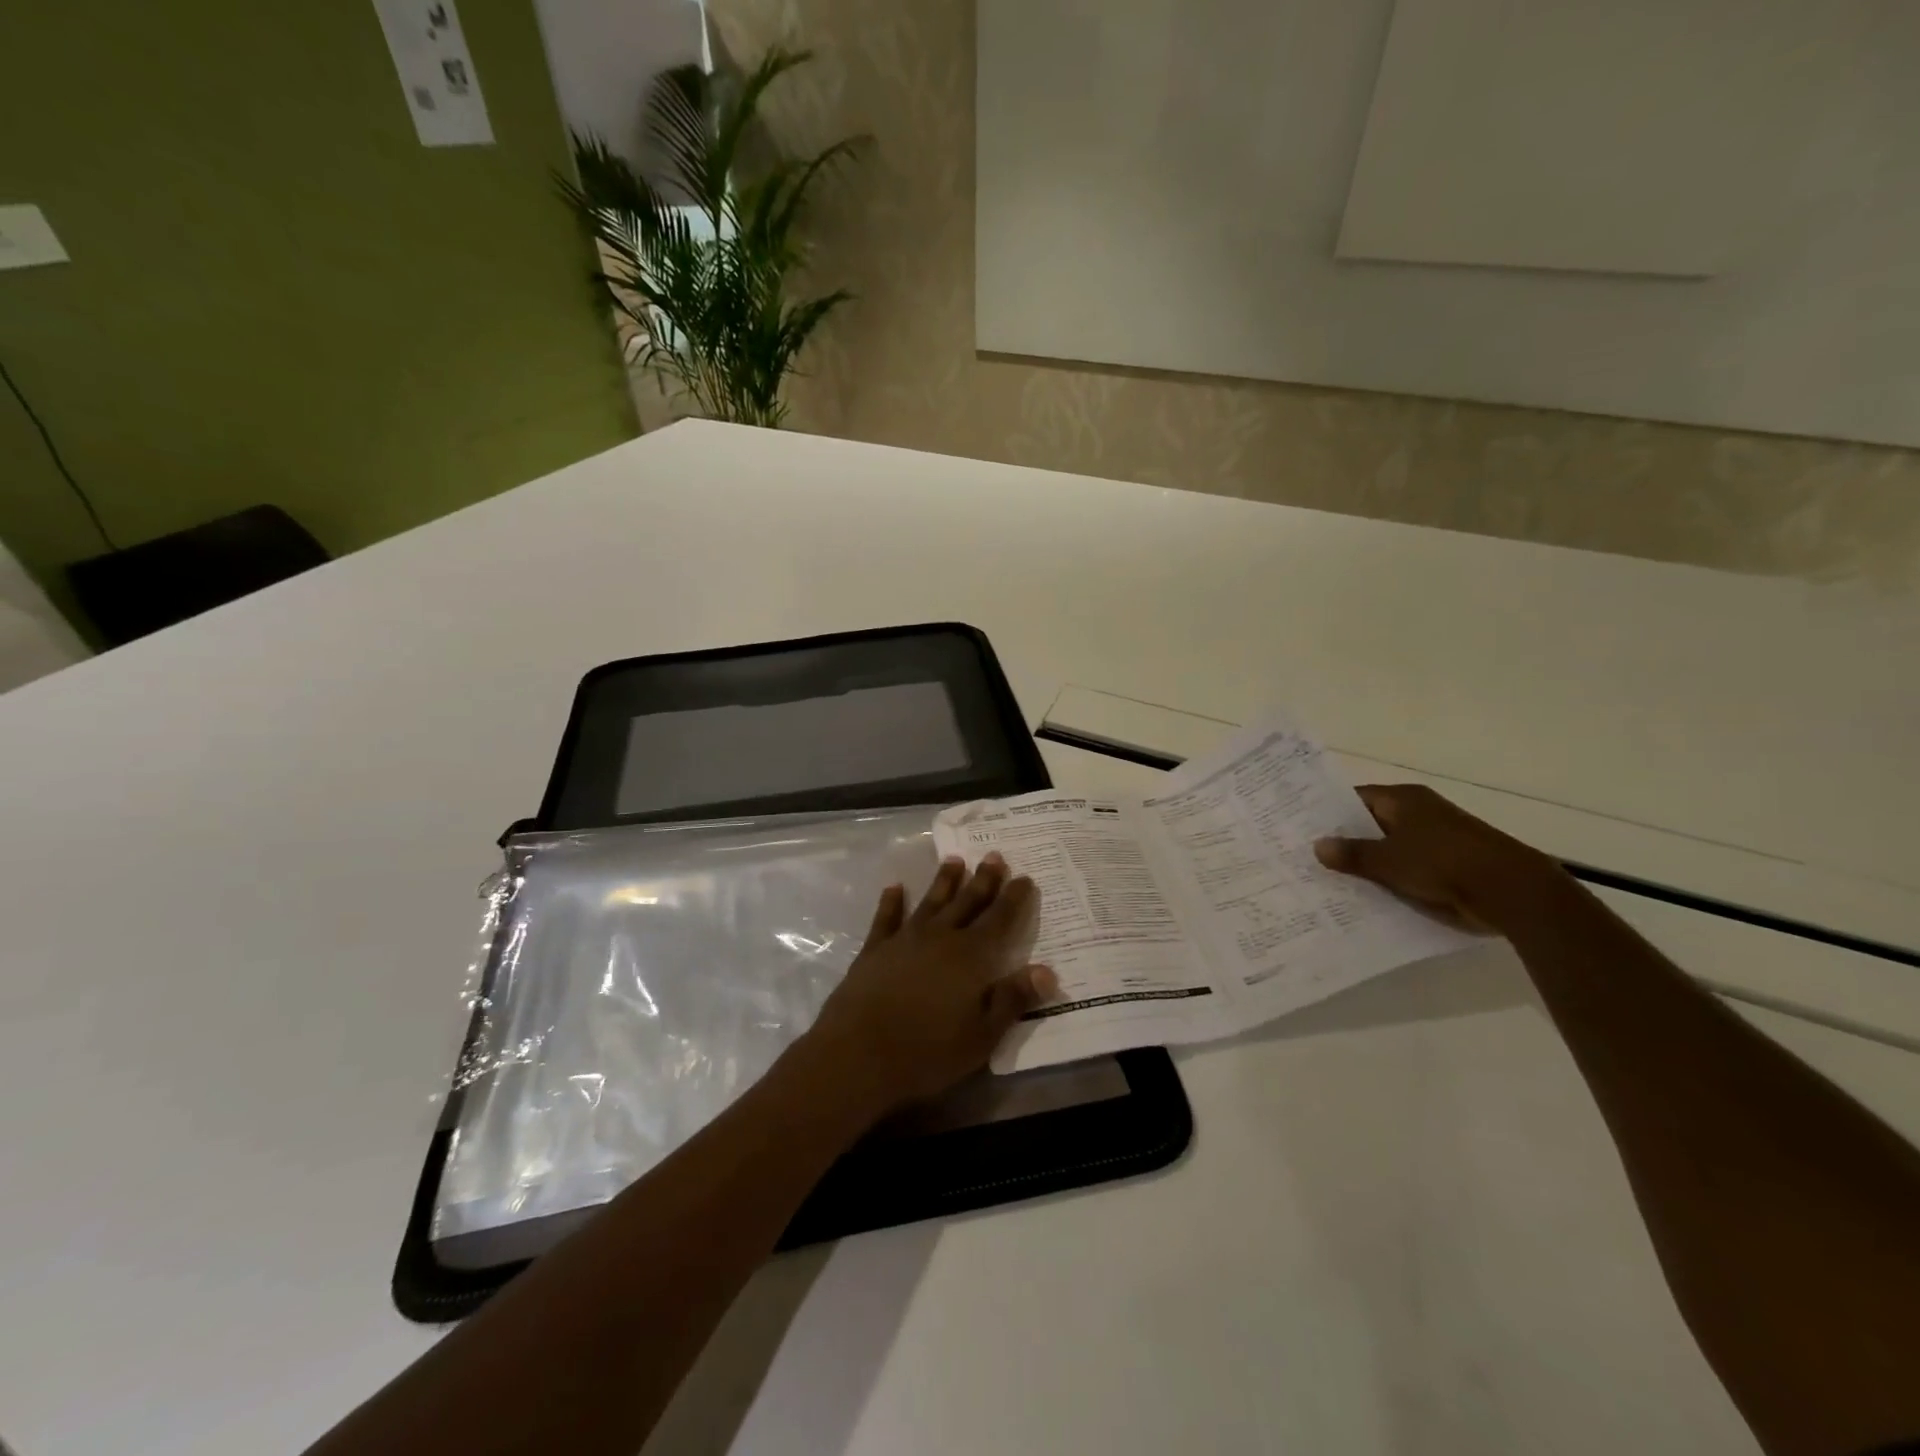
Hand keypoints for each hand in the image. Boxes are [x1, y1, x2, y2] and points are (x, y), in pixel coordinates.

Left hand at [802, 854, 1057, 1113]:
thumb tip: (1047, 970)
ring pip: (931, 902)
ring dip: (944, 881)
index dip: (1014, 898)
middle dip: (983, 879)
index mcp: (971, 957)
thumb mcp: (982, 1035)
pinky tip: (895, 887)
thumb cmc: (927, 1050)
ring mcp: (905, 940)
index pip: (999, 920)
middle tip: (994, 855)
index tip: (1025, 877)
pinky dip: (891, 901)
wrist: (858, 1053)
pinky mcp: (874, 950)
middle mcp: (940, 938)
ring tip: (954, 859)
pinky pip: (886, 918)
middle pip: (967, 902)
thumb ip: (1013, 999)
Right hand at [1313, 784, 1567, 933]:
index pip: (1354, 798)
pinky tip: (1366, 894)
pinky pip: (1408, 868)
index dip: (1327, 811)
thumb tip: (1317, 846)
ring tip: (1329, 879)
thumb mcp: (1388, 860)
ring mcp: (1436, 839)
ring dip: (1367, 862)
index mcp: (1403, 799)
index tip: (1301, 827)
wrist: (1511, 892)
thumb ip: (1351, 853)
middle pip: (1371, 823)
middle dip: (1344, 839)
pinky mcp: (1449, 864)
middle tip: (1307, 856)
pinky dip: (1390, 878)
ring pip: (1389, 848)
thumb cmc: (1444, 863)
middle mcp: (1419, 812)